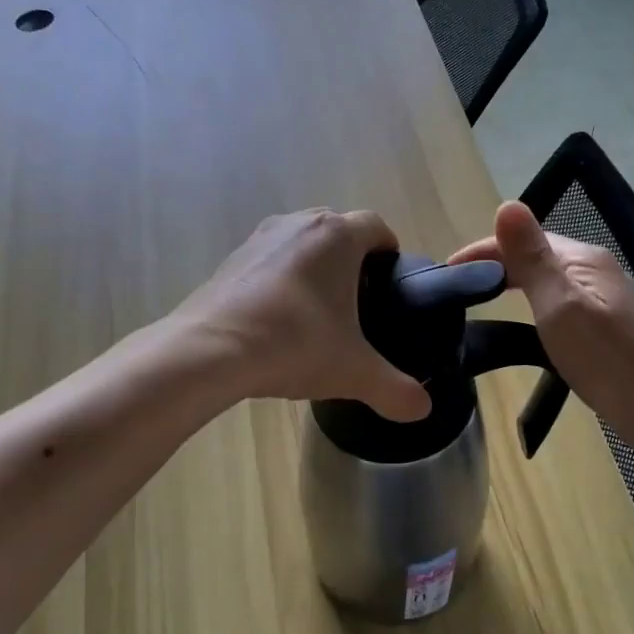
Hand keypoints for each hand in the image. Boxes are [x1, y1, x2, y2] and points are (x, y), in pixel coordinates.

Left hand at [176, 209, 431, 421]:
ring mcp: (259, 238)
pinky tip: (277, 320)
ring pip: (300, 243)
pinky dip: (279, 281)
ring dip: (313, 267)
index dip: (389, 251)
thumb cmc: (295, 344)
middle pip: (338, 230)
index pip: (377, 226)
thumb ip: (394, 390)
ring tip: (317, 312)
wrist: (211, 350)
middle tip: (358, 301)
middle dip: (351, 259)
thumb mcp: (353, 372)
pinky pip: (268, 261)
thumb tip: (423, 410)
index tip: (391, 281)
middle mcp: (299, 224)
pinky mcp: (231, 260)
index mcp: (337, 236)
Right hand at [448, 202, 633, 449]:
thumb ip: (531, 257)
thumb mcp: (558, 304)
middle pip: (535, 253)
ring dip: (511, 280)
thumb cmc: (602, 357)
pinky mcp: (604, 320)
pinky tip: (520, 319)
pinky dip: (530, 299)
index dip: (481, 249)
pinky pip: (556, 296)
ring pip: (546, 276)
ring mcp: (602, 294)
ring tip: (478, 299)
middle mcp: (594, 267)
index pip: (522, 237)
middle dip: (494, 263)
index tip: (445, 271)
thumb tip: (506, 204)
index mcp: (582, 258)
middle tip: (455, 287)